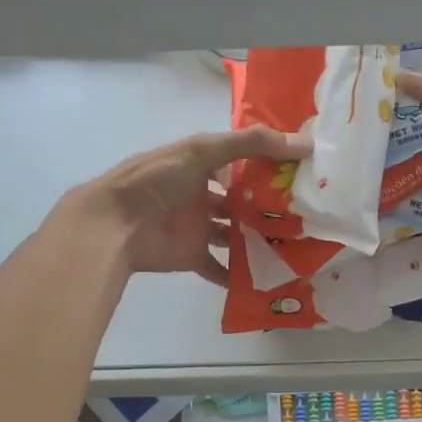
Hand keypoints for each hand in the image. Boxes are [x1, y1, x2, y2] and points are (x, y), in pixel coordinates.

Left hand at [69, 125, 310, 285]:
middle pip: (239, 201)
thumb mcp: (203, 150)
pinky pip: (220, 268)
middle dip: (267, 207)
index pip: (240, 162)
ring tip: (294, 245)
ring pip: (233, 234)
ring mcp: (197, 227)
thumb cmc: (158, 179)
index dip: (267, 166)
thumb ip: (250, 144)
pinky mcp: (193, 256)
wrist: (116, 224)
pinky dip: (238, 276)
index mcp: (199, 164)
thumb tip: (304, 144)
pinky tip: (267, 277)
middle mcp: (200, 194)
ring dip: (257, 240)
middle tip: (305, 214)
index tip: (301, 173)